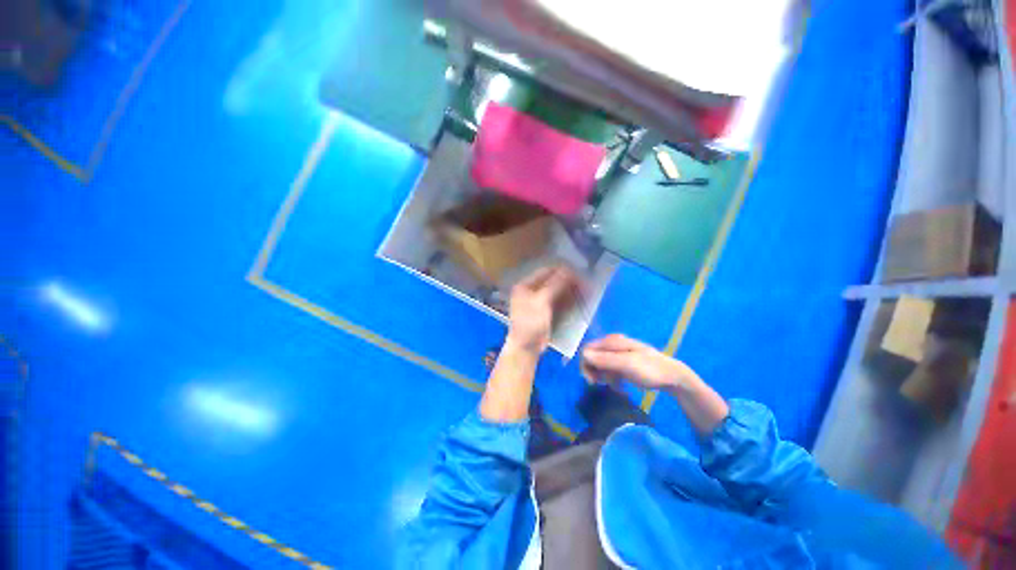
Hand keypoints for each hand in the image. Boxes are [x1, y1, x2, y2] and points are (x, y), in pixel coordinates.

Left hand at [506, 266, 580, 353]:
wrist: (526, 347)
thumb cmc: (530, 322)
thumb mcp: (541, 301)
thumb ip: (555, 284)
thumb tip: (568, 269)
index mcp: (525, 285)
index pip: (546, 272)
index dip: (562, 271)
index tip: (578, 272)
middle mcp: (531, 291)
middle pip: (552, 281)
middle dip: (568, 281)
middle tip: (585, 283)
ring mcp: (538, 302)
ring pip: (557, 292)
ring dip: (570, 290)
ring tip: (586, 290)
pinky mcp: (545, 312)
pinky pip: (558, 302)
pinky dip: (568, 300)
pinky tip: (579, 300)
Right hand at [581, 334, 691, 389]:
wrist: (673, 377)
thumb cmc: (650, 369)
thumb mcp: (627, 364)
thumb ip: (605, 359)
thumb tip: (583, 355)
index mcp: (611, 342)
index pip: (588, 349)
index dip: (585, 364)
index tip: (591, 380)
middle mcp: (612, 345)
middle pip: (592, 357)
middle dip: (593, 371)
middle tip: (600, 385)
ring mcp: (617, 354)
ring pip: (599, 365)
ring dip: (602, 376)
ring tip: (613, 386)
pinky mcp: (622, 363)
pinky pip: (609, 370)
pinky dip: (610, 379)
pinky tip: (619, 387)